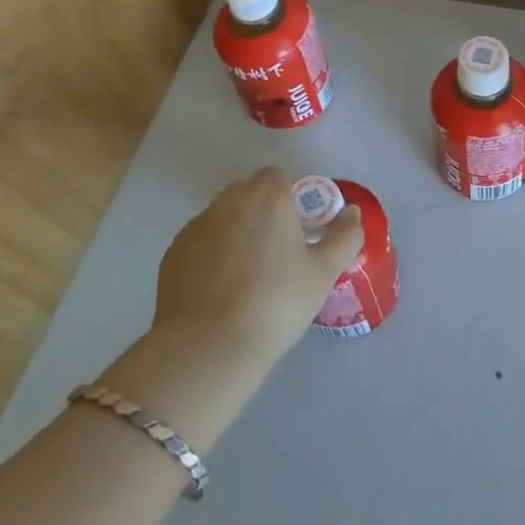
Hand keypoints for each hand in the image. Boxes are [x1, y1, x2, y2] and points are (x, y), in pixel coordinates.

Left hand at [149, 167, 364, 366]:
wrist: (210, 345)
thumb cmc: (277, 302)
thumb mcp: (324, 272)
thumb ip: (345, 236)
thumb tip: (351, 213)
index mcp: (267, 196)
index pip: (278, 178)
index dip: (291, 200)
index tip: (299, 232)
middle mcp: (228, 201)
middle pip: (248, 193)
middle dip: (263, 213)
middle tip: (278, 253)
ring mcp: (195, 226)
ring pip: (223, 218)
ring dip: (236, 233)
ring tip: (247, 277)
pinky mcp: (172, 253)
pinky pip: (200, 244)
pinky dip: (211, 256)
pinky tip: (221, 291)